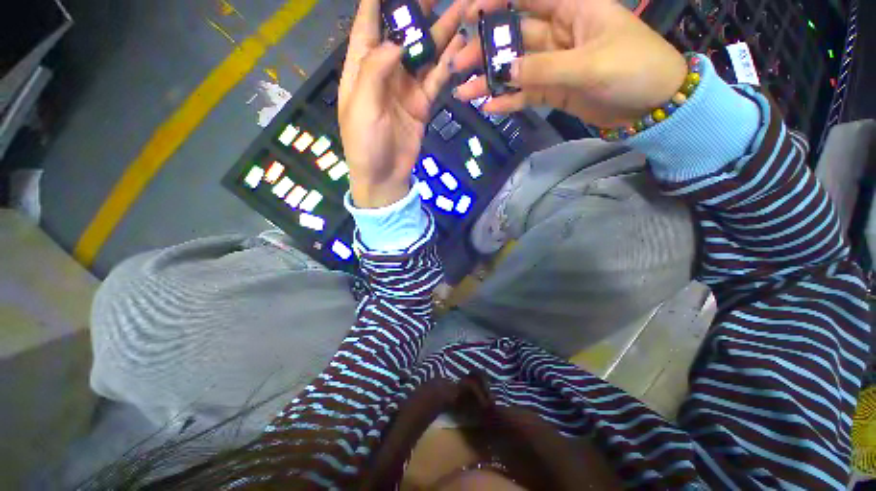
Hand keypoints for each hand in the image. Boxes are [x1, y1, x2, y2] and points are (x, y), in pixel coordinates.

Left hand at [340, 0, 464, 207]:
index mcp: (362, 66)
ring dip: (443, 31)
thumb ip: (375, 69)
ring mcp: (407, 86)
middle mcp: (386, 70)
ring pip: (425, 52)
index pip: (368, 21)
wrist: (384, 177)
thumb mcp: (363, 106)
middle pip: (403, 31)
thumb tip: (397, 38)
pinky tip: (461, 45)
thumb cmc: (365, 143)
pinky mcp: (422, 102)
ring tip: (463, 7)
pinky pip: (436, 78)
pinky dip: (448, 63)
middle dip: (419, 8)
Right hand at [453, 0, 687, 126]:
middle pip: (514, 37)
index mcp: (572, 9)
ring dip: (491, 80)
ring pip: (516, 69)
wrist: (652, 105)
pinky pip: (526, 93)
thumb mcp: (589, 65)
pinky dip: (509, 100)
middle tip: (459, 66)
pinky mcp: (554, 90)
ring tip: (465, 92)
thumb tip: (505, 72)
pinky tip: (490, 106)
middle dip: (486, 50)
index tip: (469, 15)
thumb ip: (544, 68)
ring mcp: (554, 64)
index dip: (497, 3)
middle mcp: (559, 33)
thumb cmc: (633, 70)